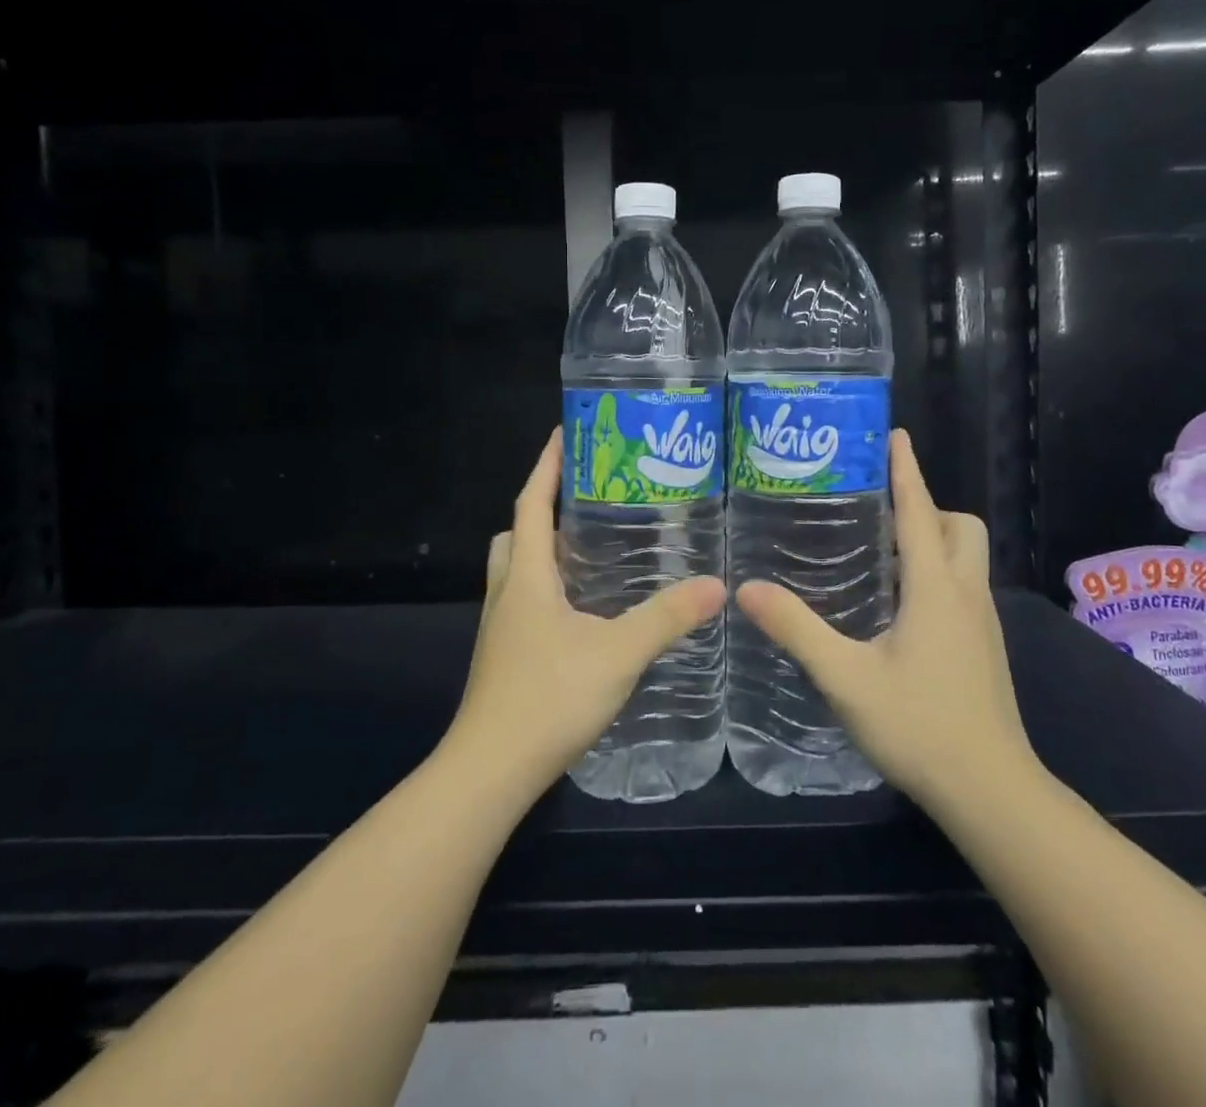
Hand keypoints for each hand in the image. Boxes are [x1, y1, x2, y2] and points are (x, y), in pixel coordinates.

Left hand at [446, 429, 726, 795]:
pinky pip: (524, 602)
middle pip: (516, 533)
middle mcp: (506, 594)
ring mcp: (501, 628)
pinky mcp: (505, 657)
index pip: (531, 503)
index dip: (546, 466)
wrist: (490, 773)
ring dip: (544, 551)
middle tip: (586, 500)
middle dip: (542, 508)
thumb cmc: (548, 698)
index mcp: (526, 577)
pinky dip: (548, 588)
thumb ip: (666, 618)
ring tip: (591, 550)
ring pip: (517, 570)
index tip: (564, 433)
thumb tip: (716, 584)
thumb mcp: (617, 653)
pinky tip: (584, 611)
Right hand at [736, 430, 1040, 814]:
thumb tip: (747, 589)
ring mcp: (982, 623)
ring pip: (966, 558)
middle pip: (960, 528)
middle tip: (879, 514)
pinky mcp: (984, 648)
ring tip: (880, 553)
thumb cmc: (920, 726)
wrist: (992, 793)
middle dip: (927, 507)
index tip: (896, 436)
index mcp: (935, 588)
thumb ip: (797, 630)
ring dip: (932, 540)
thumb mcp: (846, 678)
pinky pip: (962, 586)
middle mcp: (966, 594)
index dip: (907, 471)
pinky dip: (936, 573)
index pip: (921, 512)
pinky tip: (898, 606)